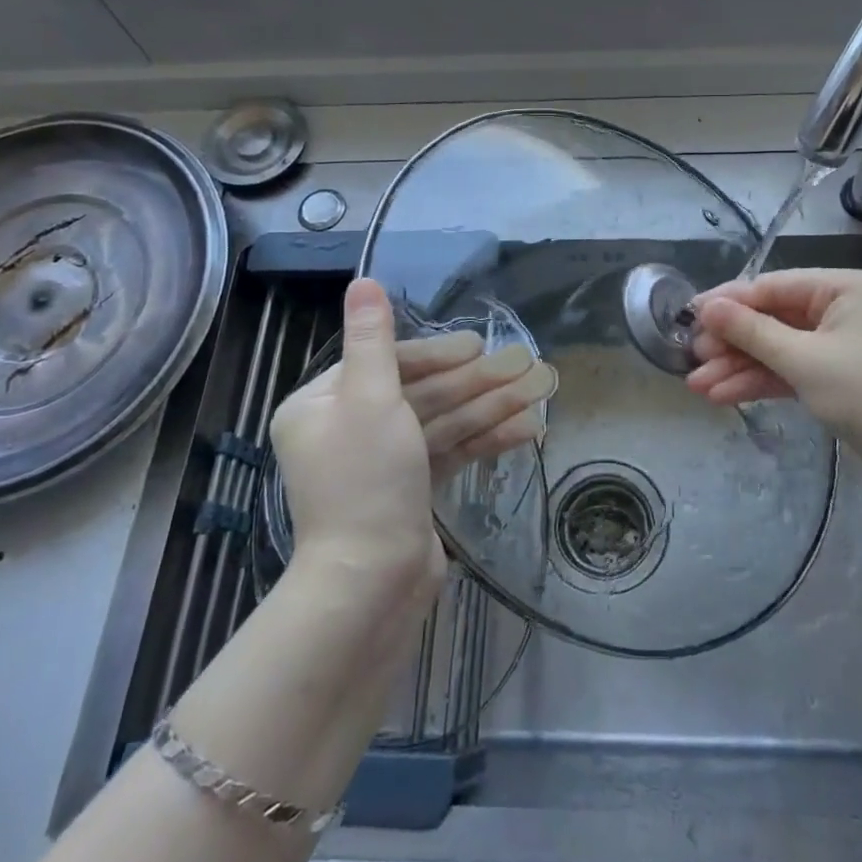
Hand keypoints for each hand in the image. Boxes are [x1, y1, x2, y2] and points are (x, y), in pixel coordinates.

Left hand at [272, 279, 553, 604]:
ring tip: (538, 392)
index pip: (386, 363)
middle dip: (474, 382)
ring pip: (441, 422)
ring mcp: (383, 463)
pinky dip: (484, 440)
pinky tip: (527, 428)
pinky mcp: (410, 490)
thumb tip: (362, 280)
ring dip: (489, 407)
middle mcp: (348, 429)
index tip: (477, 347)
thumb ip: (373, 339)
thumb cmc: (366, 480)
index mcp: (323, 404)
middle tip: (523, 365)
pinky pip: (449, 452)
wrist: (371, 582)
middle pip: (420, 393)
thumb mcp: (370, 398)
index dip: (436, 354)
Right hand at [686, 269, 861, 469]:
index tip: (689, 315)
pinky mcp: (833, 376)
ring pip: (776, 348)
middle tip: (691, 357)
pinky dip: (759, 382)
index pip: (773, 286)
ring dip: (738, 366)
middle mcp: (839, 308)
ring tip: (696, 385)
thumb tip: (706, 307)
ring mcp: (836, 344)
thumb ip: (752, 332)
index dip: (728, 302)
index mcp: (842, 288)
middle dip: (731, 342)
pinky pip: (789, 370)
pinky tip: (722, 394)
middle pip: (771, 318)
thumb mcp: (804, 360)